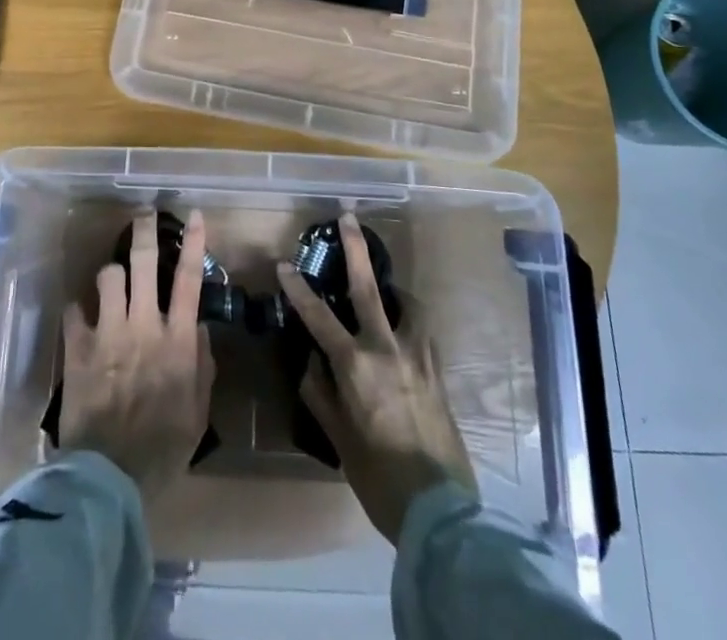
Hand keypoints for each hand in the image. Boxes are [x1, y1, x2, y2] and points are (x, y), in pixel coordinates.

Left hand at [60, 209, 216, 501]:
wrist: (109, 478)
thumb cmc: (162, 449)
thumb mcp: (198, 413)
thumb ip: (203, 368)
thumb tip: (201, 331)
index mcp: (177, 341)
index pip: (189, 279)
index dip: (193, 243)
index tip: (195, 215)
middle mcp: (143, 325)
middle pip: (144, 262)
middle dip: (144, 231)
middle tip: (143, 213)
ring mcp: (107, 333)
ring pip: (108, 276)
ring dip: (112, 273)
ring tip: (113, 279)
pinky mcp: (77, 348)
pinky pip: (74, 310)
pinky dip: (78, 310)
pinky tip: (80, 317)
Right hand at [277, 213, 475, 543]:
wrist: (442, 511)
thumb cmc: (380, 478)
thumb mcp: (340, 441)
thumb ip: (321, 395)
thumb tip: (311, 362)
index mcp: (357, 366)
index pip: (319, 317)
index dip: (299, 289)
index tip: (284, 264)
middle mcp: (388, 350)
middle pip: (368, 287)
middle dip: (356, 249)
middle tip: (349, 216)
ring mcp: (418, 357)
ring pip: (406, 304)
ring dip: (392, 287)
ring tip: (385, 284)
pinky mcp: (438, 370)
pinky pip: (421, 330)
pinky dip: (409, 318)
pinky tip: (404, 328)